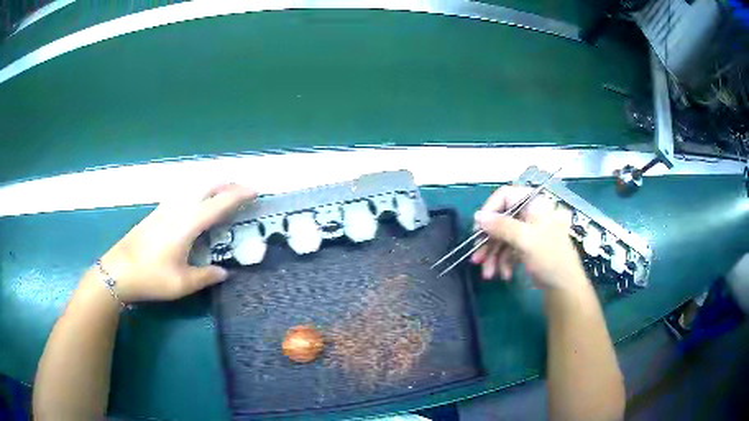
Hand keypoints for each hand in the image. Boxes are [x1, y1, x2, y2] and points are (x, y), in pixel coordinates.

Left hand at [96, 184, 256, 302]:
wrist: (118, 271)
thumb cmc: (151, 278)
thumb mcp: (182, 284)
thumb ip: (206, 276)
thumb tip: (225, 273)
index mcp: (187, 224)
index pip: (219, 203)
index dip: (239, 195)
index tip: (256, 191)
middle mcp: (178, 209)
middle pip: (207, 186)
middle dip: (228, 184)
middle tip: (244, 191)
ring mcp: (166, 208)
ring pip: (194, 187)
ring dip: (213, 186)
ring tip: (225, 195)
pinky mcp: (157, 213)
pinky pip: (184, 194)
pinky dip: (199, 193)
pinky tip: (198, 205)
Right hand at [471, 186, 587, 290]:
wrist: (565, 286)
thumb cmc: (550, 257)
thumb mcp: (525, 239)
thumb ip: (500, 226)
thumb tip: (477, 216)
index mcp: (534, 204)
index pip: (505, 196)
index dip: (489, 211)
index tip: (479, 230)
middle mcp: (530, 214)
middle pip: (501, 220)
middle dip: (488, 242)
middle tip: (476, 259)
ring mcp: (529, 232)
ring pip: (503, 238)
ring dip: (493, 256)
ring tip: (488, 274)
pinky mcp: (527, 247)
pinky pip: (509, 250)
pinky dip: (504, 262)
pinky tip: (504, 275)